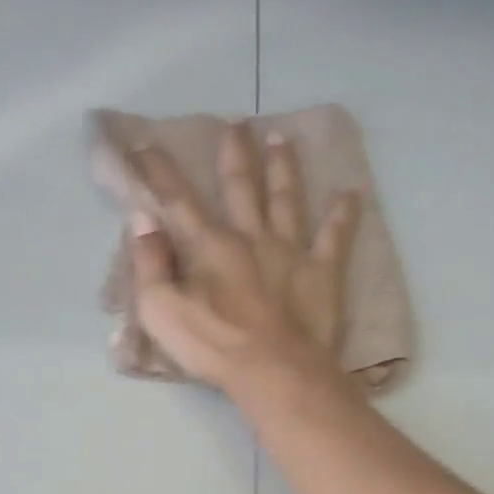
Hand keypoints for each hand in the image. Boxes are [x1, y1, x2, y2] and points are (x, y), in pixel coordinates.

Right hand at [129, 123, 360, 390]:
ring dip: (283, 168)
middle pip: (241, 186)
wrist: (275, 371)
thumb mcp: (162, 312)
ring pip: (286, 199)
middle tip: (236, 122)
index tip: (145, 142)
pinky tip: (350, 194)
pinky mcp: (322, 272)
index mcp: (210, 247)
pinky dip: (343, 215)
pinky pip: (335, 237)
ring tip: (281, 139)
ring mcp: (290, 251)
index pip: (178, 201)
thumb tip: (142, 219)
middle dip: (235, 152)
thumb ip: (150, 265)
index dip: (159, 171)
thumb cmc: (214, 346)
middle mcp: (251, 237)